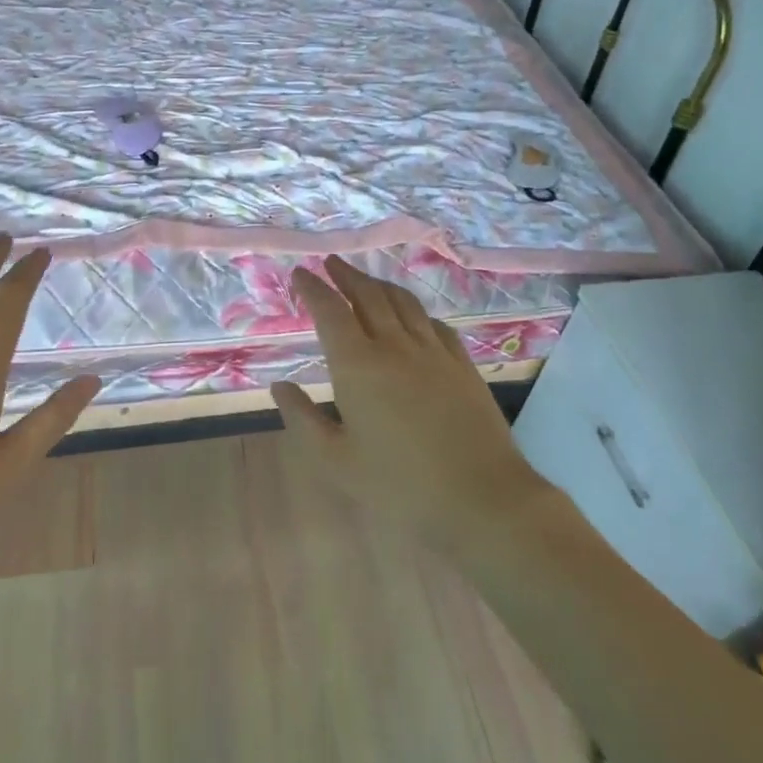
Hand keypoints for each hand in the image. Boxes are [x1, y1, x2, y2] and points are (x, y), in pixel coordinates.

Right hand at [270, 256, 546, 546]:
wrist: (482, 498)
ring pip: (402, 302)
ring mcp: (433, 351)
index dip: (313, 288)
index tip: (300, 274)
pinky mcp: (462, 363)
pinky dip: (414, 310)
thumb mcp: (336, 462)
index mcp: (358, 365)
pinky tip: (412, 316)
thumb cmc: (401, 487)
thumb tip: (280, 386)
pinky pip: (433, 322)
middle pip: (367, 295)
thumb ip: (303, 419)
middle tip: (331, 264)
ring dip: (378, 284)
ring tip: (365, 279)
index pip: (330, 311)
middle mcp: (394, 345)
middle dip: (345, 275)